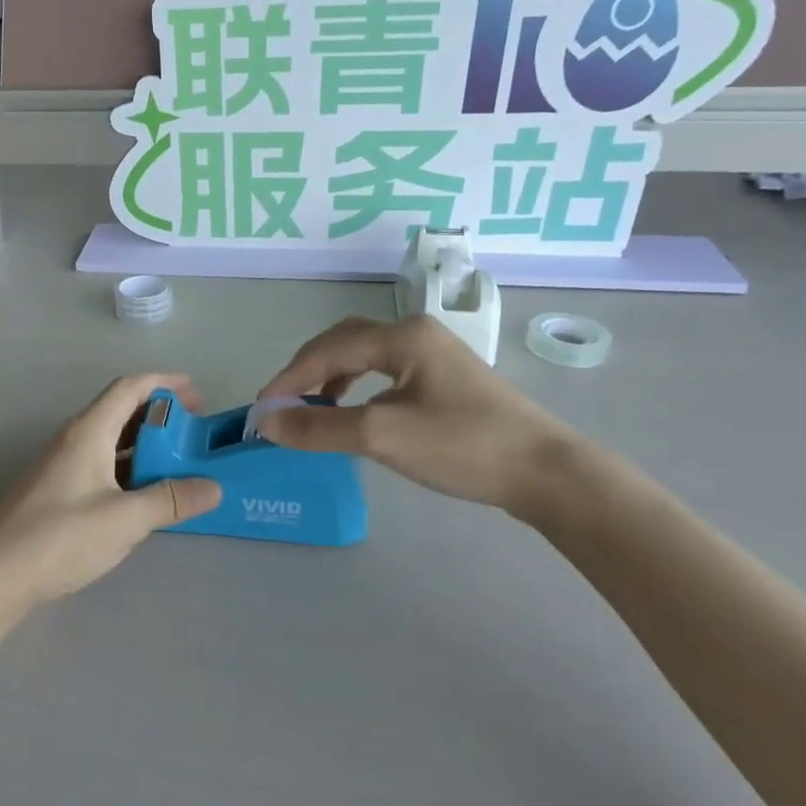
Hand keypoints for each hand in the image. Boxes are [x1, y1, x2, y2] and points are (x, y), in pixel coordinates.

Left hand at [0, 374, 220, 607]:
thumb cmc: (60, 537)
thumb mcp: (125, 519)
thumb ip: (170, 500)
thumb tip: (213, 487)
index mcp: (88, 431)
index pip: (129, 388)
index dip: (164, 383)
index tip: (197, 394)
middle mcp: (73, 439)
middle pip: (120, 410)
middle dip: (159, 415)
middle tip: (193, 432)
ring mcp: (61, 465)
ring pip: (110, 440)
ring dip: (144, 444)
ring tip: (177, 461)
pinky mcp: (56, 491)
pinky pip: (100, 464)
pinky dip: (127, 468)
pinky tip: (143, 494)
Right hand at [257, 316, 581, 518]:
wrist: (544, 473)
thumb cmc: (462, 446)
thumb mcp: (382, 437)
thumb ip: (319, 428)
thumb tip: (266, 423)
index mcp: (402, 336)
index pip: (327, 348)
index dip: (289, 377)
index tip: (262, 409)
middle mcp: (416, 333)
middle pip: (344, 343)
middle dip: (306, 372)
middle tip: (281, 407)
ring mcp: (433, 354)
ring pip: (364, 357)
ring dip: (330, 379)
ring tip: (310, 410)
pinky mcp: (444, 378)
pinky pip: (384, 372)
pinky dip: (357, 388)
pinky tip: (352, 411)